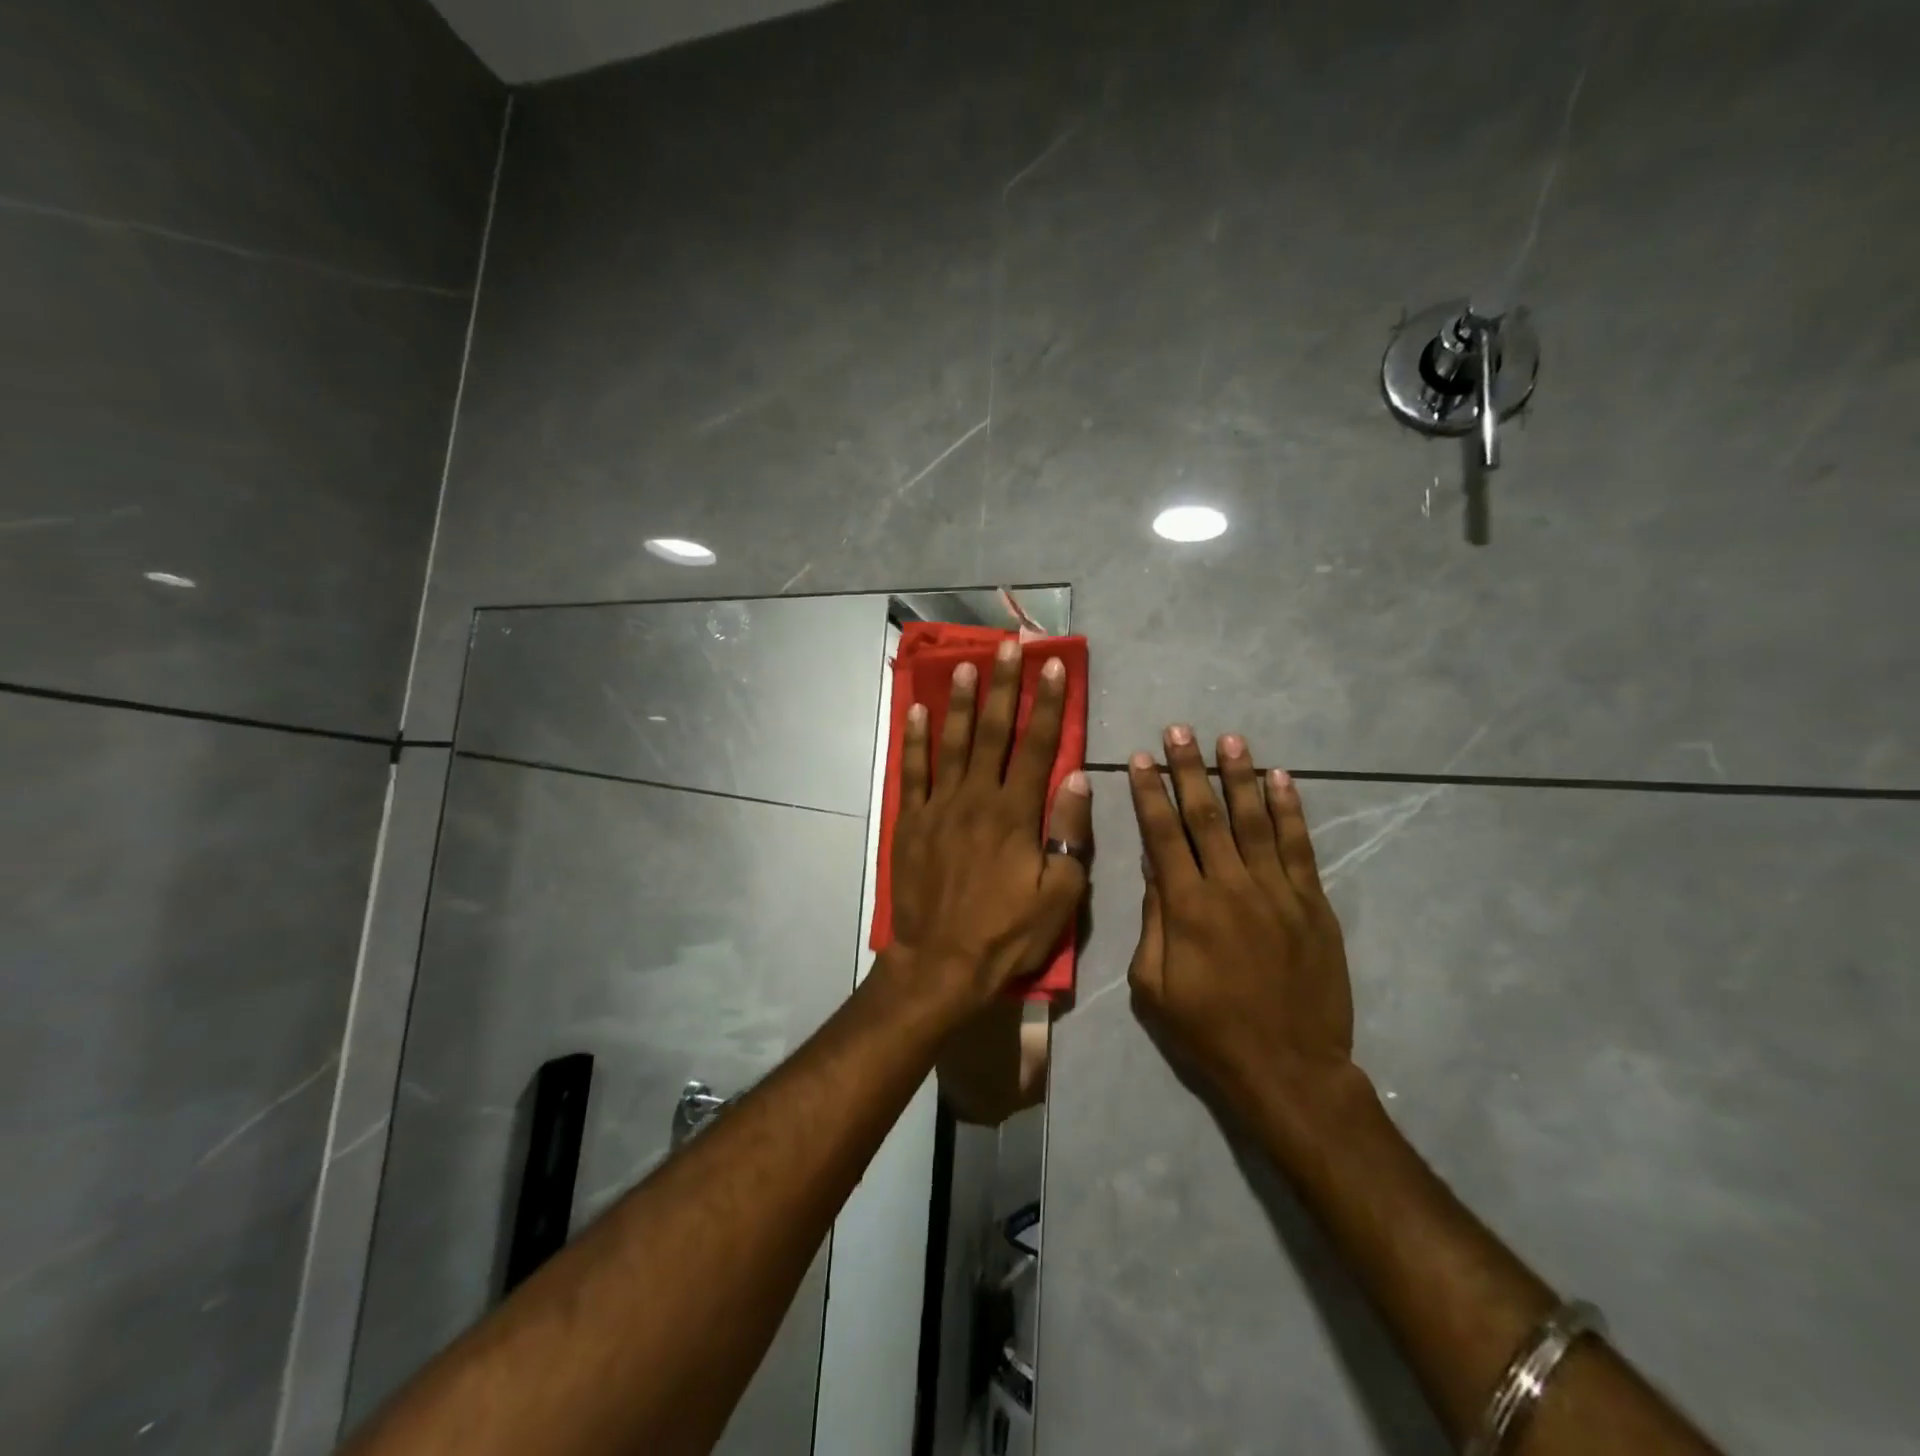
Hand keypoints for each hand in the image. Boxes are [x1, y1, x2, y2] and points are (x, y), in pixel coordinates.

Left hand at [888, 638, 1091, 1013]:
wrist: (940, 963)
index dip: (1047, 703)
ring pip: (950, 742)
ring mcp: (938, 807)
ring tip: (964, 664)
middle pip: (992, 731)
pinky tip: (916, 711)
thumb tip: (1077, 779)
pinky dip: (914, 740)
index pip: (1037, 746)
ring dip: (958, 701)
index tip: (1054, 666)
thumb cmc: (1006, 933)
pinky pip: (912, 772)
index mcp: (1015, 814)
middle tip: (1008, 646)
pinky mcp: (910, 822)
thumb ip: (1068, 834)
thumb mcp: (1058, 895)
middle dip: (1002, 685)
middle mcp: (976, 798)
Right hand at [1126, 727, 1356, 1117]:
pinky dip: (1290, 809)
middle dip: (1189, 769)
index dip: (1149, 794)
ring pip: (1254, 820)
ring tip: (1229, 740)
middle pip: (1205, 815)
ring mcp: (1277, 891)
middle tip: (1179, 730)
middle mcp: (1230, 886)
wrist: (1289, 1068)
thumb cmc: (1209, 1031)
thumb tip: (1152, 869)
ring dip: (1239, 776)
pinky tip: (1281, 779)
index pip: (1162, 835)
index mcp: (1186, 907)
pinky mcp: (1312, 903)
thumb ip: (1153, 922)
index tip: (1140, 759)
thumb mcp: (1154, 987)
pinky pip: (1299, 846)